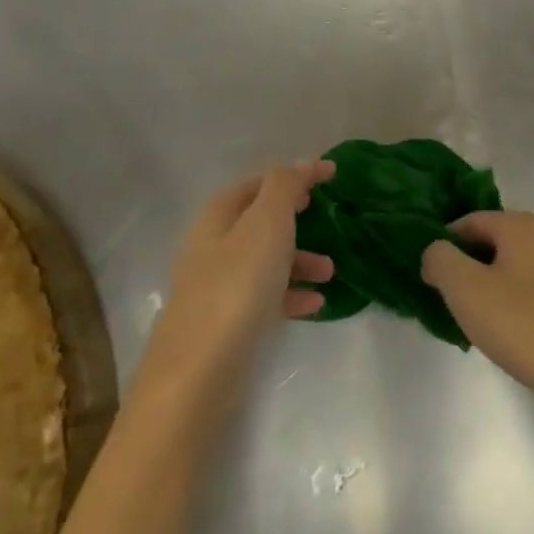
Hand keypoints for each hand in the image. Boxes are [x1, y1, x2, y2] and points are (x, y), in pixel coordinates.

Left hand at [138, 161, 335, 407]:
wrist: (200, 371)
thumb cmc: (237, 285)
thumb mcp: (266, 224)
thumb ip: (285, 187)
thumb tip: (301, 163)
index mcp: (219, 214)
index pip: (261, 182)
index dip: (296, 175)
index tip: (334, 175)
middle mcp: (214, 244)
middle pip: (261, 220)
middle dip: (297, 217)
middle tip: (328, 217)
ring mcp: (218, 284)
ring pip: (265, 259)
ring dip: (300, 259)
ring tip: (331, 271)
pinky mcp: (227, 321)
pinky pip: (265, 295)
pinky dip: (291, 293)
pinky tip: (316, 303)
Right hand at [422, 211, 533, 412]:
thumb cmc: (523, 325)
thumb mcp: (466, 288)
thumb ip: (440, 259)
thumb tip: (436, 253)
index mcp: (523, 224)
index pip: (469, 222)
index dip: (444, 247)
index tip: (432, 281)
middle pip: (490, 242)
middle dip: (466, 268)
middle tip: (452, 302)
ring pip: (509, 266)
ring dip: (487, 287)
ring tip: (476, 321)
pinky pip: (529, 287)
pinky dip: (511, 302)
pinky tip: (507, 331)